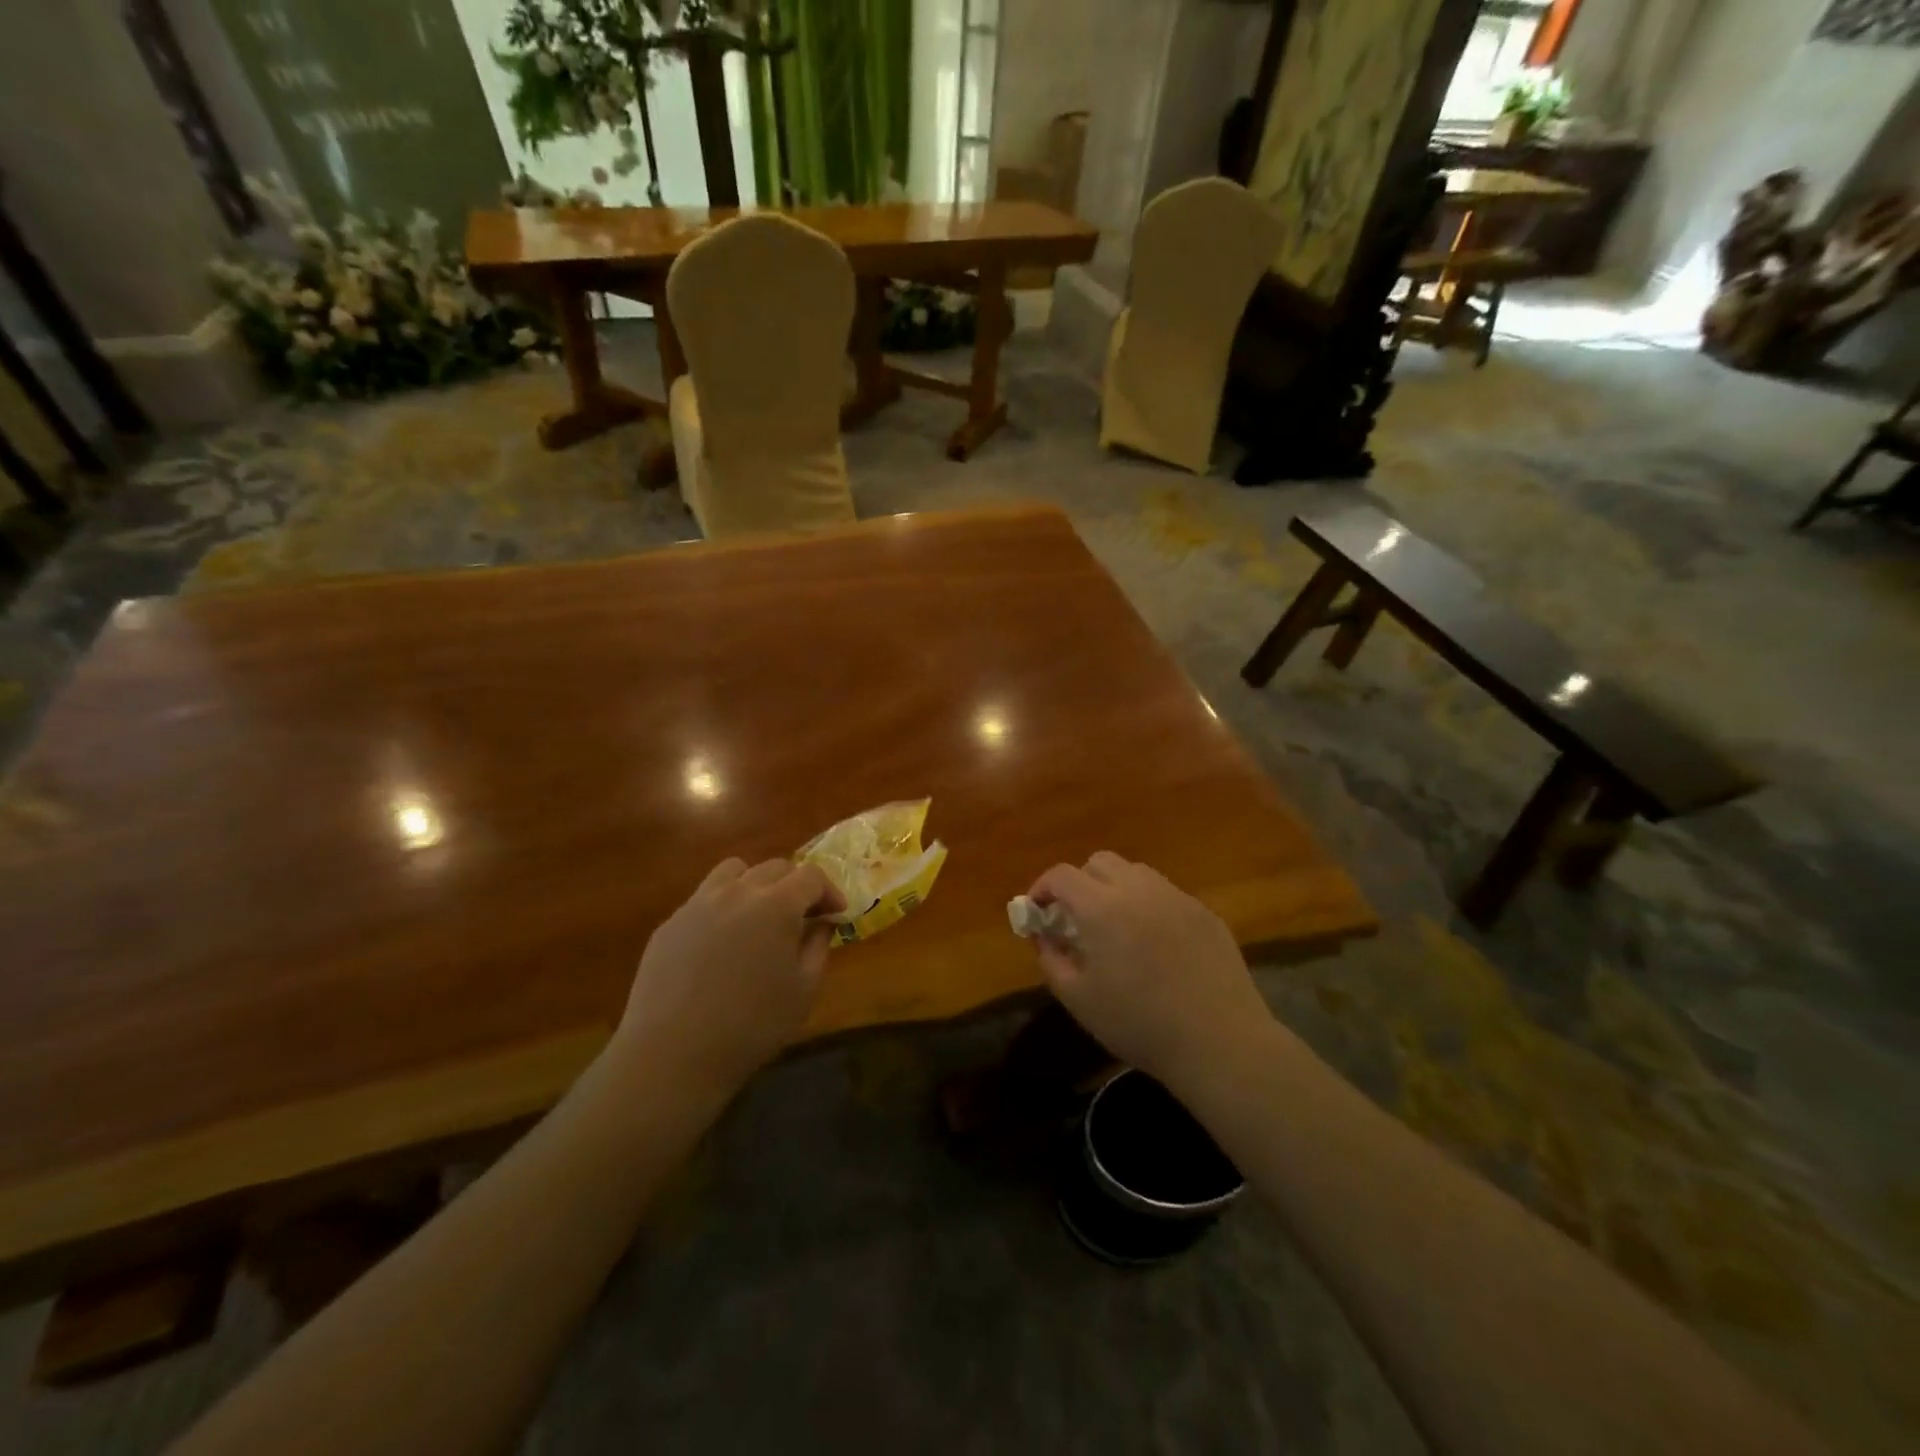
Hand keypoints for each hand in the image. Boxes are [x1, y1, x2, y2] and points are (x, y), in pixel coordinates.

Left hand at [612, 857, 845, 1096]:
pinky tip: (722, 944)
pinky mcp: (671, 923)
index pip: (811, 876)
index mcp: (777, 905)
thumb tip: (822, 922)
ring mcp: (698, 903)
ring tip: (759, 916)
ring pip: (734, 871)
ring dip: (756, 884)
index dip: (829, 891)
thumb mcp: (803, 991)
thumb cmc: (751, 1026)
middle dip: (796, 885)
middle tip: (803, 916)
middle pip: (775, 867)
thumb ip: (817, 946)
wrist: (672, 1054)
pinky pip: (704, 898)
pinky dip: (723, 907)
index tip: (836, 913)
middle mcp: (738, 892)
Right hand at [1026, 852, 1270, 1091]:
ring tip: (1116, 927)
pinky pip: (1167, 894)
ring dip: (1116, 889)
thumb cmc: (1139, 1024)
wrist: (1219, 1041)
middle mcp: (1138, 890)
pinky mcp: (1205, 913)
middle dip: (1080, 882)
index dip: (1043, 887)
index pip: (1062, 875)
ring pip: (1136, 873)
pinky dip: (1149, 906)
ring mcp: (1176, 897)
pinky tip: (1155, 944)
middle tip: (1076, 917)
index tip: (1038, 910)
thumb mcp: (1079, 999)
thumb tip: (1043, 936)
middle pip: (1099, 862)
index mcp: (1102, 907)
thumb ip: (1051, 960)